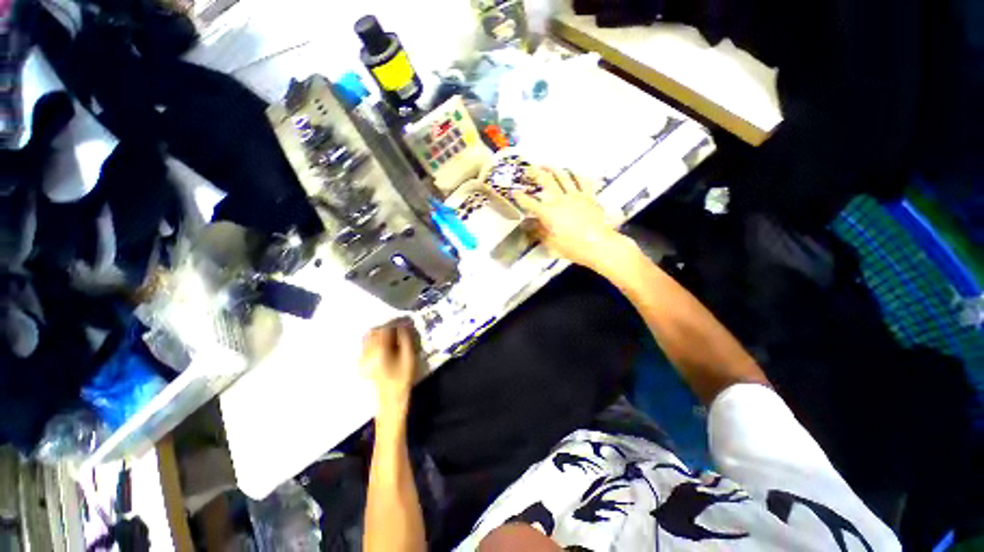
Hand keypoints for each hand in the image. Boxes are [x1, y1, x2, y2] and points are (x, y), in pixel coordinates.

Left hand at [360, 320, 419, 423]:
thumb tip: (404, 326)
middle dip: (385, 328)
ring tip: (392, 337)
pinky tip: (384, 348)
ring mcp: (363, 359)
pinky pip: (366, 347)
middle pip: (373, 332)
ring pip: (368, 339)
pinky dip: (374, 343)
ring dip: (379, 335)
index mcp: (378, 349)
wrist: (390, 400)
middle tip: (398, 329)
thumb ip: (406, 339)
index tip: (404, 324)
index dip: (394, 324)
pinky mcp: (363, 364)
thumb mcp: (409, 357)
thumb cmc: (402, 379)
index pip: (384, 329)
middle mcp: (367, 352)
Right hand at [513, 167, 630, 270]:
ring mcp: (575, 196)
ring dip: (553, 168)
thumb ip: (540, 232)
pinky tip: (572, 171)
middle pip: (546, 181)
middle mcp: (560, 200)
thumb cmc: (573, 247)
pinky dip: (576, 174)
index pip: (530, 202)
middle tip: (529, 169)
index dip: (520, 197)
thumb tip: (531, 225)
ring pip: (563, 176)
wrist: (598, 245)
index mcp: (548, 213)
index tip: (514, 192)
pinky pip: (582, 181)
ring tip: (547, 164)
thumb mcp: (551, 244)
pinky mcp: (588, 196)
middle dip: (535, 173)